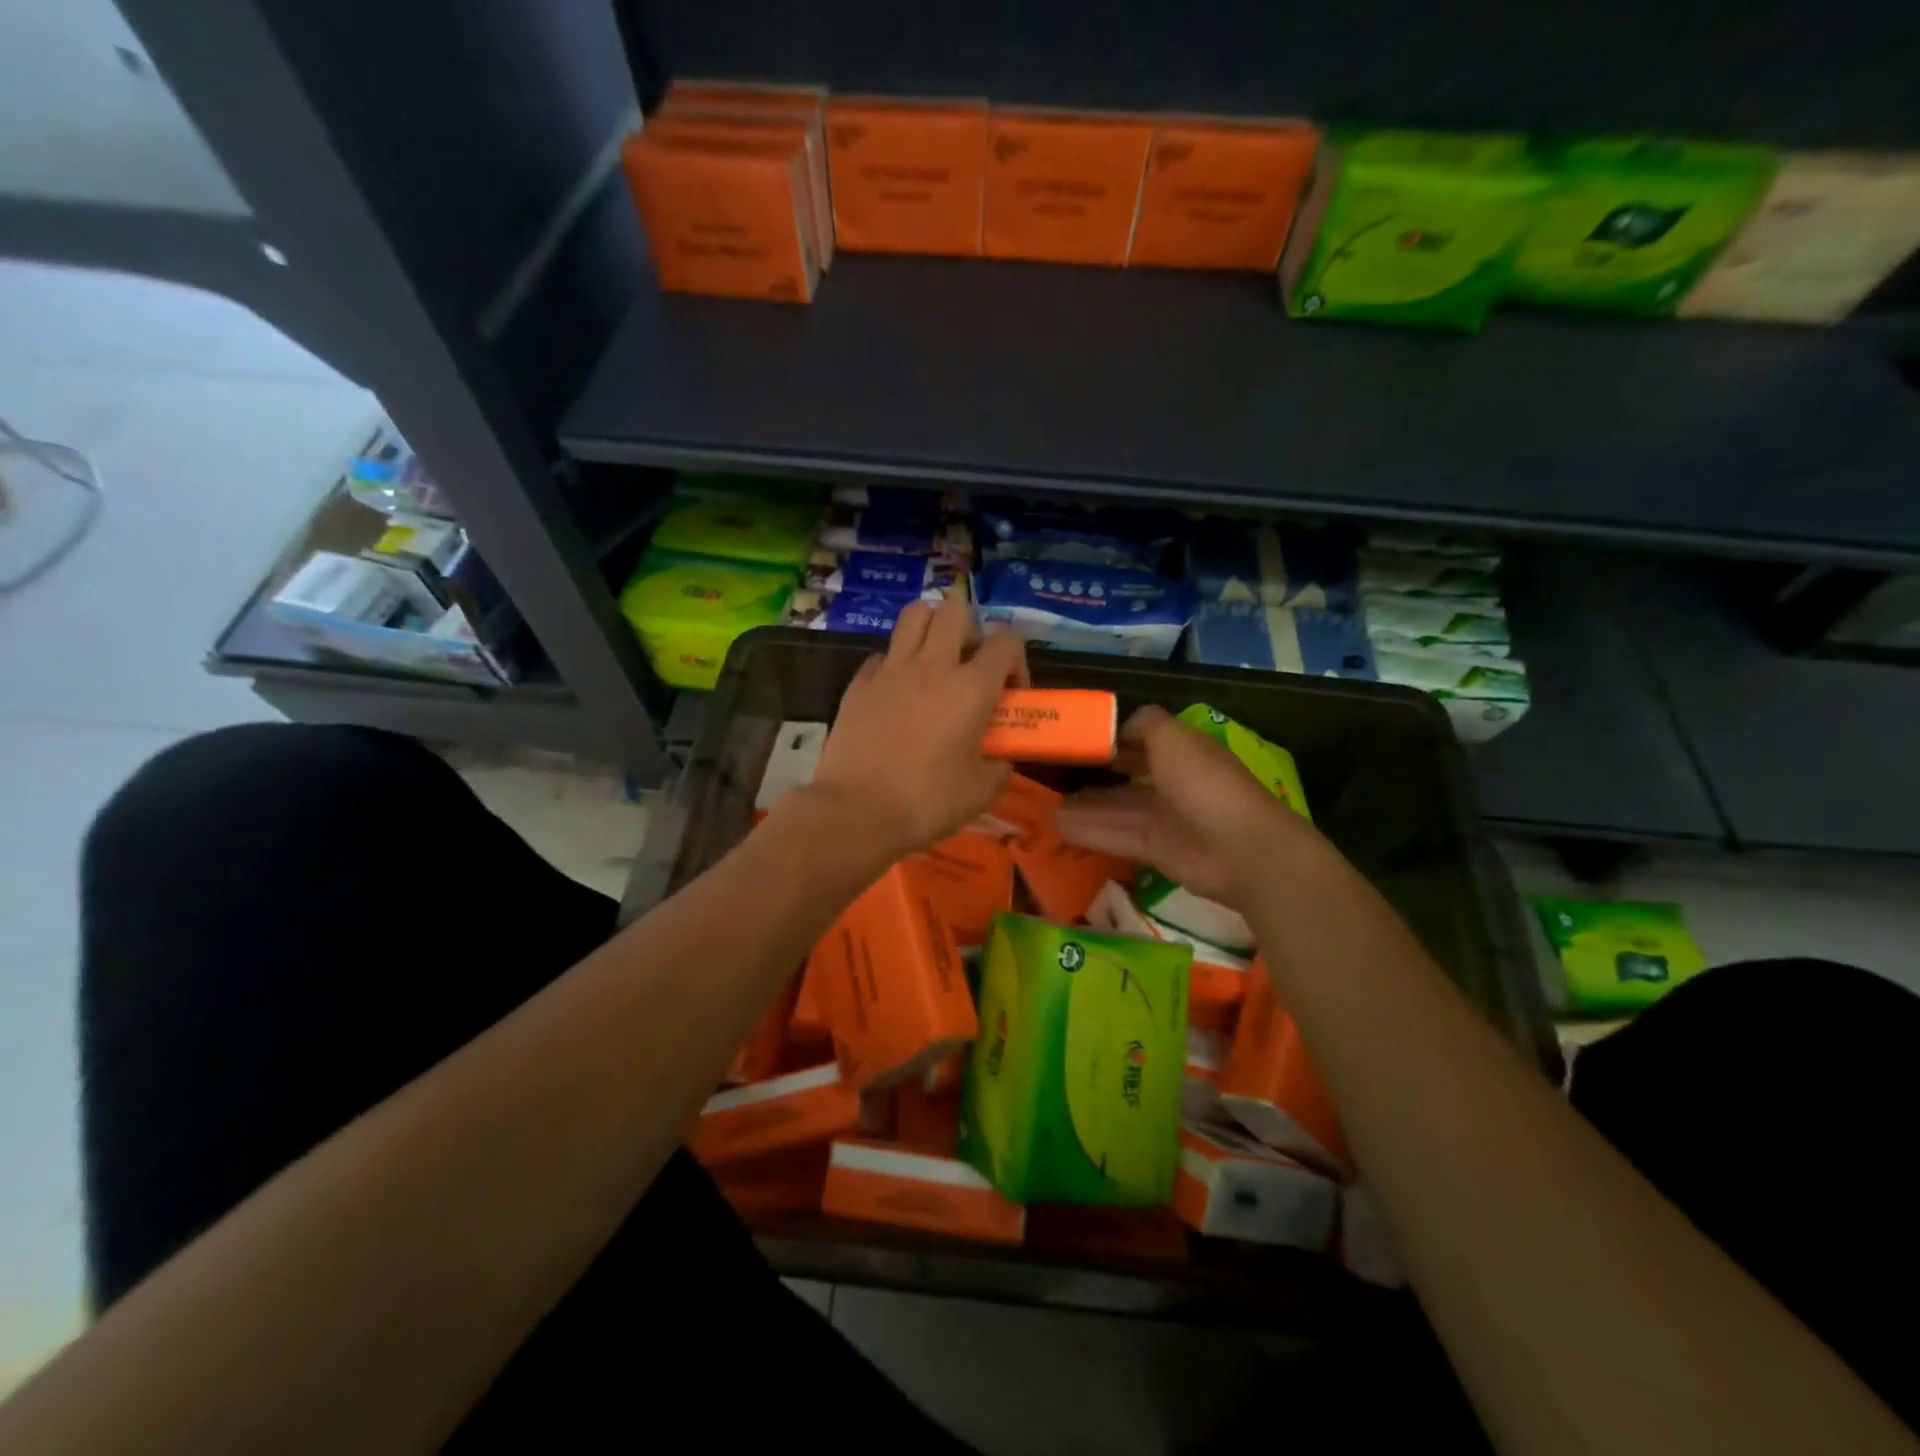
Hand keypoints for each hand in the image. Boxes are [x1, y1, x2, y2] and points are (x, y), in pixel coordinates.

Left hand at [806, 596, 1028, 861]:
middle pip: (956, 609)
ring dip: (932, 629)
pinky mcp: (859, 682)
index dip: (1016, 661)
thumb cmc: (926, 802)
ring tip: (935, 663)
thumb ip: (998, 766)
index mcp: (970, 688)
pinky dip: (895, 663)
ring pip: (915, 614)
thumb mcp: (979, 792)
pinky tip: (897, 692)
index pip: (1006, 641)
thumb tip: (1000, 758)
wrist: (856, 811)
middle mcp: (932, 666)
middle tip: (970, 666)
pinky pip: (883, 654)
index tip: (1011, 693)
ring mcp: (891, 669)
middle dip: (971, 630)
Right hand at [1053, 705, 1321, 911]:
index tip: (1072, 740)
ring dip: (1083, 807)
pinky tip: (1058, 827)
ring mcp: (1164, 818)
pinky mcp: (1156, 850)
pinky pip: (1116, 836)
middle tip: (1049, 776)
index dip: (1108, 739)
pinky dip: (1089, 831)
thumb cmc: (1205, 783)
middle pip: (1124, 777)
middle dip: (1091, 775)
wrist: (1241, 849)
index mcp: (1179, 750)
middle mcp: (1171, 782)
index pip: (1138, 740)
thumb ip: (1144, 724)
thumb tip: (1117, 726)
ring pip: (1115, 809)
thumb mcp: (1172, 738)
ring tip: (1044, 806)